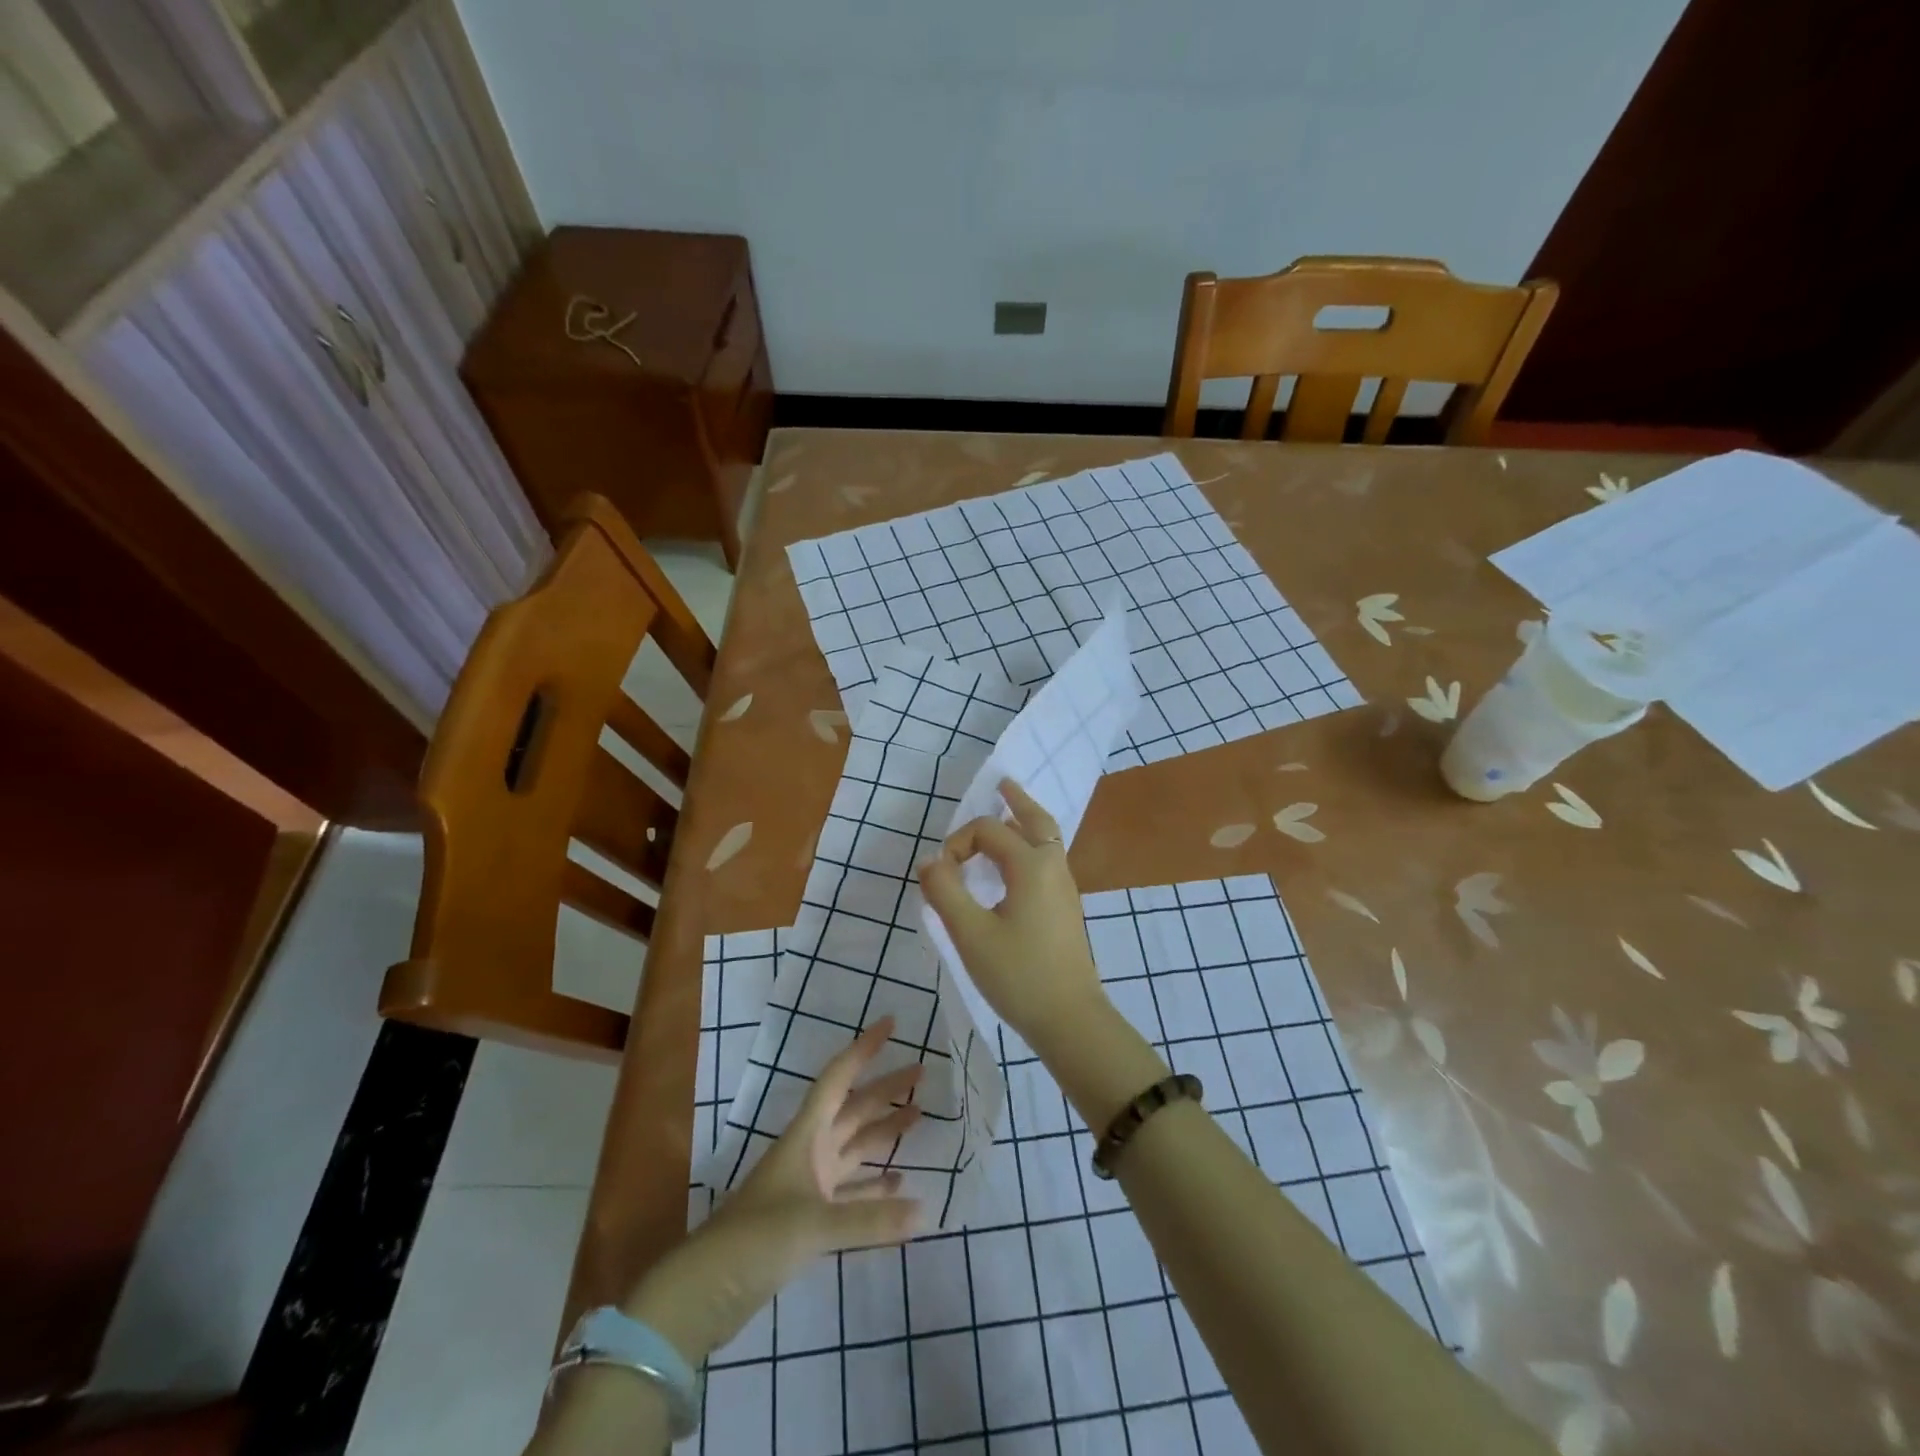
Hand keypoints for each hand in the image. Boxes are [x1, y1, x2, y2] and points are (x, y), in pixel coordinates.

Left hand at [624, 1020, 923, 1362]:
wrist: (704, 1292)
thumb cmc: (755, 1238)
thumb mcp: (813, 1225)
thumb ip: (869, 1219)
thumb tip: (925, 1214)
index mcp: (805, 1136)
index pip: (838, 1079)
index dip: (864, 1049)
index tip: (891, 1024)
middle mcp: (809, 1152)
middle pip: (853, 1110)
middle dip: (885, 1089)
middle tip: (922, 1072)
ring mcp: (808, 1186)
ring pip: (854, 1147)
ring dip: (883, 1132)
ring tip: (918, 1115)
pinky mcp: (808, 1220)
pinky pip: (850, 1192)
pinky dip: (873, 1185)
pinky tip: (898, 1182)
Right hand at [917, 777, 1109, 1051]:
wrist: (1070, 1019)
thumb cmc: (1018, 975)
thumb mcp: (970, 934)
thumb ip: (945, 891)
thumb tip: (929, 861)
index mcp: (1031, 865)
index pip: (988, 831)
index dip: (958, 843)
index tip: (940, 876)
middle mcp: (1052, 867)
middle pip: (1036, 819)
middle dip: (1016, 800)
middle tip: (1002, 784)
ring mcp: (1064, 887)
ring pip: (1047, 839)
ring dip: (1027, 820)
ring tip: (1010, 811)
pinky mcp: (1066, 908)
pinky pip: (1049, 859)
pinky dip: (1033, 844)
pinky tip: (1017, 864)